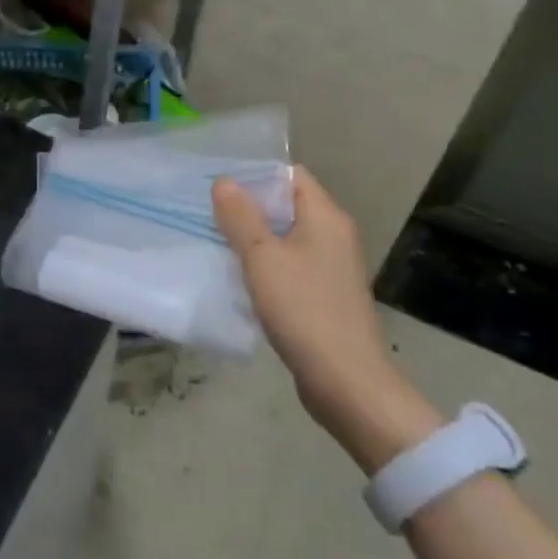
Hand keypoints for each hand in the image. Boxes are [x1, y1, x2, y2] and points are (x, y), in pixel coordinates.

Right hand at [213, 166, 439, 471]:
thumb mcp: (261, 257)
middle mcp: (335, 235)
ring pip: (287, 237)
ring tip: (219, 244)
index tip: (220, 188)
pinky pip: (292, 265)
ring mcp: (333, 267)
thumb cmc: (303, 309)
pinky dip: (268, 266)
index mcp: (326, 217)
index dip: (256, 175)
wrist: (346, 382)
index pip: (291, 175)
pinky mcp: (327, 295)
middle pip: (288, 205)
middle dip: (250, 208)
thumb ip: (241, 216)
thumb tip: (225, 181)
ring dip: (255, 239)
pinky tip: (242, 279)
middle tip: (210, 215)